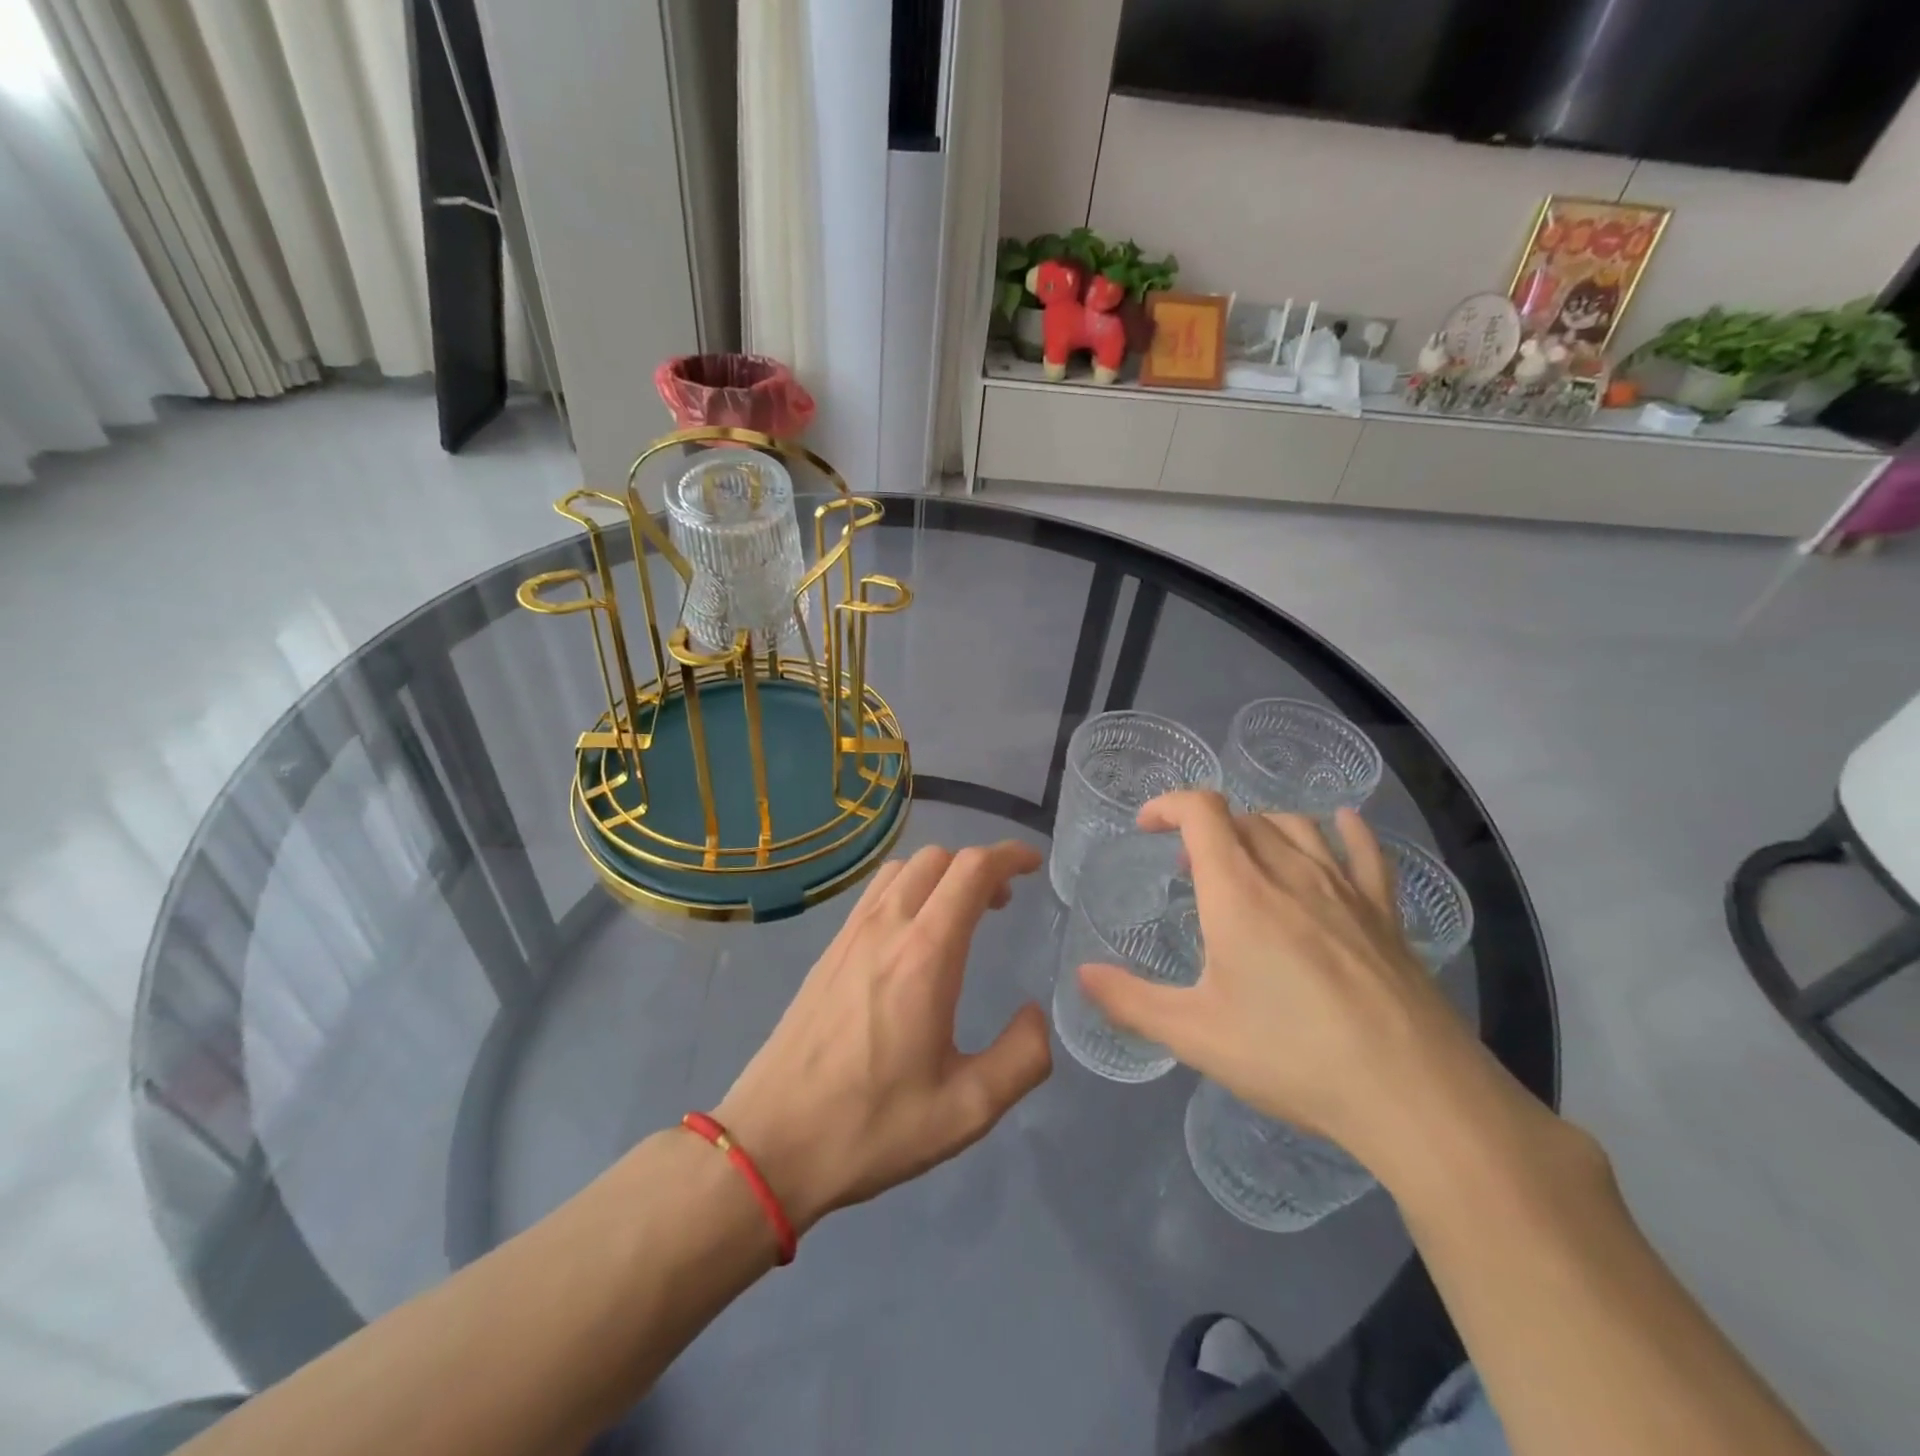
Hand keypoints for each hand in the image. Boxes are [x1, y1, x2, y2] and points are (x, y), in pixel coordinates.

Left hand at [715, 841, 1051, 1235]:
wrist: (771, 1142)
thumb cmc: (872, 1125)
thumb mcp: (966, 1110)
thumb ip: (1021, 1058)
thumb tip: (1034, 1014)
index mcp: (924, 955)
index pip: (971, 871)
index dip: (1008, 856)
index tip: (1033, 864)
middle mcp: (886, 928)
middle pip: (937, 858)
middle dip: (978, 865)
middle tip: (1002, 902)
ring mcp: (850, 935)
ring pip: (902, 868)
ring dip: (941, 873)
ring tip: (960, 912)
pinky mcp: (829, 951)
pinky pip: (875, 892)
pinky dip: (908, 888)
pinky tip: (913, 932)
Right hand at [1076, 793, 1501, 1175]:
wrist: (1414, 1094)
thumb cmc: (1292, 1056)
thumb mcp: (1196, 1035)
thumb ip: (1131, 1002)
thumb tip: (1082, 976)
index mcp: (1238, 891)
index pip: (1201, 811)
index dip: (1168, 804)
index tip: (1146, 826)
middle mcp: (1290, 872)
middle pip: (1243, 817)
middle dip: (1206, 829)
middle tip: (1188, 869)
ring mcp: (1344, 889)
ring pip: (1296, 825)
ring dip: (1258, 828)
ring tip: (1244, 859)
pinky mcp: (1385, 914)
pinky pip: (1364, 852)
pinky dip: (1344, 831)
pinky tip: (1340, 826)